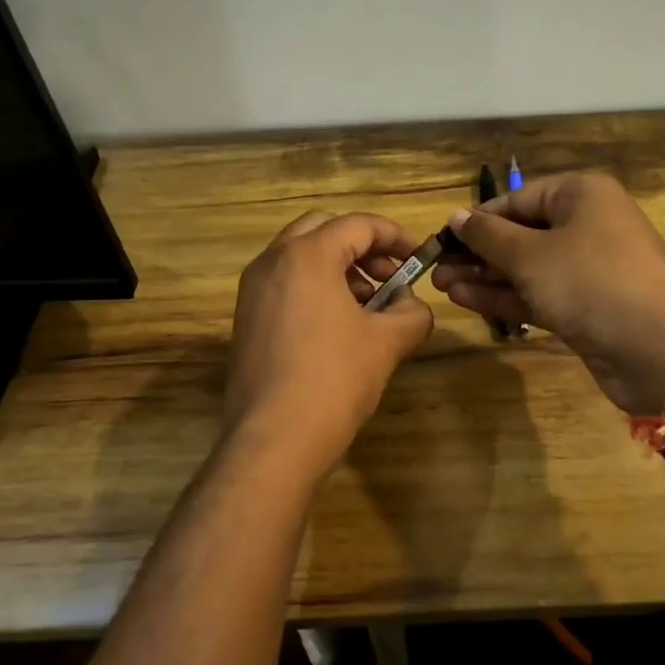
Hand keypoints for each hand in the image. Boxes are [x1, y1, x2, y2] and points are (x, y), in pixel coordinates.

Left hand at [222, 210, 433, 478]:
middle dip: (362, 247)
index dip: (395, 236)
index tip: (418, 258)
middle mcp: (272, 262)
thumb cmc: (334, 379)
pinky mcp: (246, 319)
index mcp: (307, 255)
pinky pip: (285, 285)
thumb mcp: (387, 343)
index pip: (358, 225)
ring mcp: (253, 291)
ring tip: (370, 306)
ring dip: (338, 268)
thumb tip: (413, 305)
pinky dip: (315, 289)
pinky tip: (339, 327)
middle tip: (390, 276)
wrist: (273, 440)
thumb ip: (412, 313)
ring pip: (300, 257)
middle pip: (323, 230)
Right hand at [431, 172, 664, 414]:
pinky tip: (467, 300)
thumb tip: (456, 216)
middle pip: (521, 233)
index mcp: (581, 195)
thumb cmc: (591, 282)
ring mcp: (588, 268)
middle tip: (435, 268)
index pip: (517, 199)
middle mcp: (587, 225)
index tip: (441, 239)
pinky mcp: (586, 305)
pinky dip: (506, 296)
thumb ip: (488, 236)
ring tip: (441, 286)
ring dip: (485, 276)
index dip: (477, 219)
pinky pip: (539, 293)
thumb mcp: (531, 255)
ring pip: (526, 267)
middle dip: (477, 252)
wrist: (659, 350)